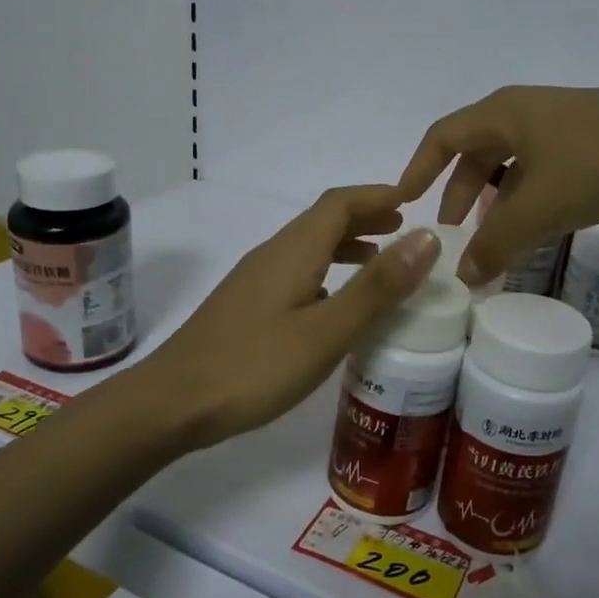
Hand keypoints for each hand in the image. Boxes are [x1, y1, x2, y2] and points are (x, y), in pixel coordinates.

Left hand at [149, 186, 440, 448]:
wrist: (173, 402)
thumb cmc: (254, 366)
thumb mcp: (327, 330)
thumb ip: (377, 287)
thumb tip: (426, 238)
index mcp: (293, 250)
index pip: (340, 203)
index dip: (378, 195)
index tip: (415, 201)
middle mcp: (272, 254)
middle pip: (323, 220)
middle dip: (366, 217)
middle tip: (405, 231)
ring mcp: (255, 280)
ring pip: (309, 247)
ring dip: (347, 245)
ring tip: (381, 262)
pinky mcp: (246, 305)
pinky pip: (296, 272)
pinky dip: (327, 272)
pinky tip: (336, 304)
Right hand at [396, 84, 598, 282]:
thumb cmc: (598, 162)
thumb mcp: (538, 208)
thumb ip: (495, 244)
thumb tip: (463, 276)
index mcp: (500, 114)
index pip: (440, 138)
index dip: (418, 170)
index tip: (403, 203)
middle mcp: (522, 111)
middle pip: (474, 152)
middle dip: (458, 194)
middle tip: (452, 234)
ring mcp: (557, 122)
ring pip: (509, 163)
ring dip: (493, 200)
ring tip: (492, 237)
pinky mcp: (586, 137)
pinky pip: (538, 167)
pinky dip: (525, 196)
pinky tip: (536, 224)